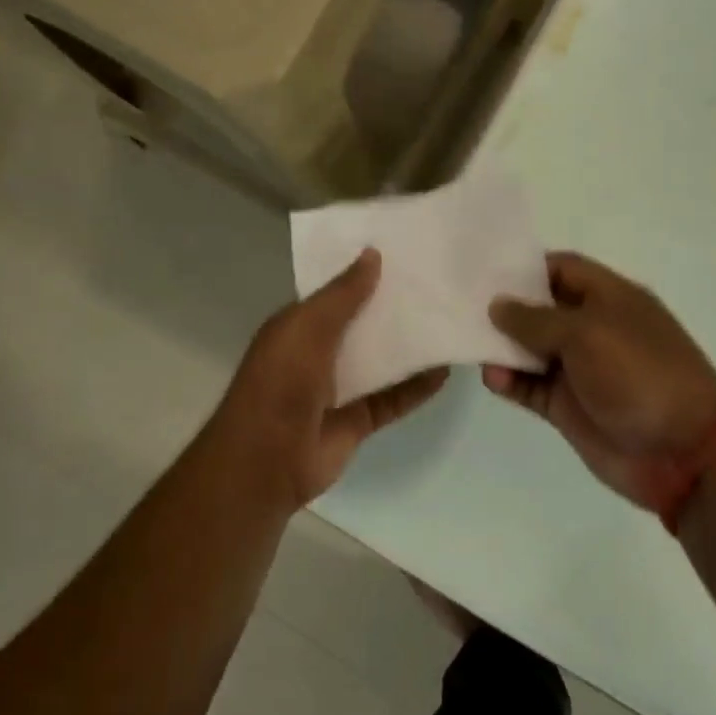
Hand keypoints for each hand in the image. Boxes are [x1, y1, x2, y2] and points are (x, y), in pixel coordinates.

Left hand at [196, 249, 447, 521]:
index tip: (403, 255)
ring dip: (409, 347)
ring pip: (380, 361)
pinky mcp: (357, 421)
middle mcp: (317, 354)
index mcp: (297, 327)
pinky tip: (445, 371)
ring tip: (448, 322)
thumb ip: (343, 295)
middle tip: (437, 285)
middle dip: (392, 308)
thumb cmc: (281, 383)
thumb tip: (373, 253)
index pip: (335, 294)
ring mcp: (338, 390)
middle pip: (361, 326)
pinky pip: (392, 399)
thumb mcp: (308, 328)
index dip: (363, 276)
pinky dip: (417, 388)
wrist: (267, 460)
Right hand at [485, 252, 715, 512]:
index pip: (562, 269)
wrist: (682, 452)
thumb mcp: (587, 333)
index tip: (484, 271)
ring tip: (470, 344)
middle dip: (504, 307)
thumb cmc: (639, 374)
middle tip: (460, 304)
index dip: (526, 267)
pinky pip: (529, 387)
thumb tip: (497, 305)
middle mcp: (592, 329)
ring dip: (502, 347)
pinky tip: (492, 379)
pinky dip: (509, 382)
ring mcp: (578, 370)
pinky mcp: (566, 406)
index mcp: (609, 299)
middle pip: (540, 309)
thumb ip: (536, 319)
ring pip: (529, 350)